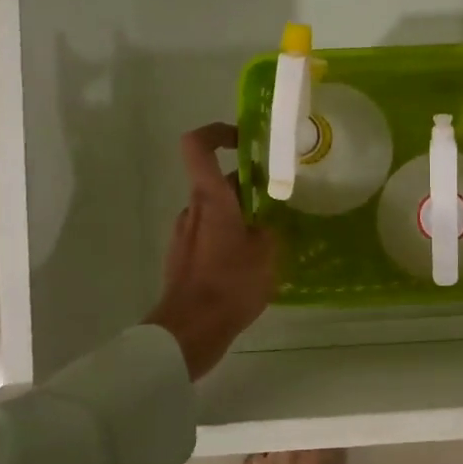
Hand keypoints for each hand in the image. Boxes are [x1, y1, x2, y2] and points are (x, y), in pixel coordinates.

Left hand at [143, 123, 277, 379]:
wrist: (190, 331)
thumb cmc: (230, 284)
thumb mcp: (267, 253)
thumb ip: (269, 228)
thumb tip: (268, 221)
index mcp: (211, 199)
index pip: (197, 146)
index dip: (218, 132)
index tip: (245, 139)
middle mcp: (193, 209)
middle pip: (217, 181)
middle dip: (247, 185)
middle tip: (279, 200)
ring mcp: (184, 234)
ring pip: (215, 210)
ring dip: (240, 214)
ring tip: (270, 237)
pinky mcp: (183, 258)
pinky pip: (209, 235)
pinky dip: (229, 238)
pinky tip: (251, 264)